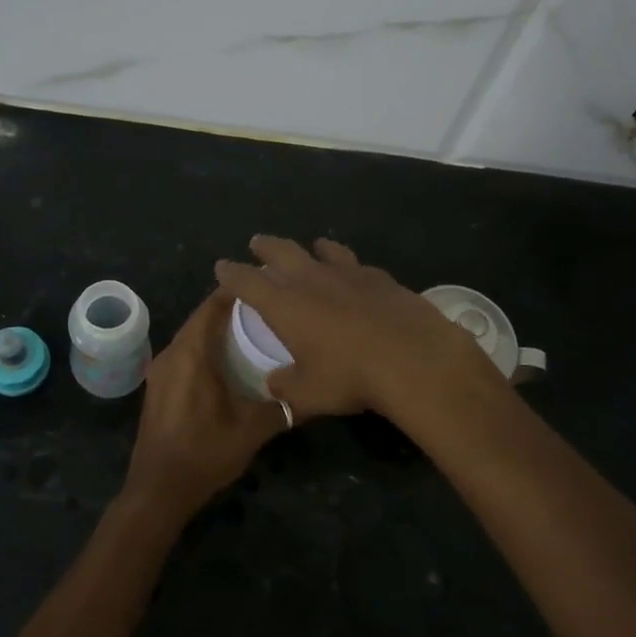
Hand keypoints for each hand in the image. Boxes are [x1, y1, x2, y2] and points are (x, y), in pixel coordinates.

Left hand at [122, 290, 285, 521]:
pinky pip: (184, 354)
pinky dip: (205, 349)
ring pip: (192, 336)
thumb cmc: (205, 452)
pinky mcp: (158, 387)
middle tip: (266, 309)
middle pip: (201, 317)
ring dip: (217, 330)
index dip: (238, 291)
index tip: (267, 285)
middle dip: (231, 310)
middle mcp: (171, 353)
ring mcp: (160, 371)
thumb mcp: (252, 429)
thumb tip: (311, 393)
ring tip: (252, 331)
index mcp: (192, 353)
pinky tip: (228, 362)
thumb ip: (283, 407)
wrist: (158, 491)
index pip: (213, 304)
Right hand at [213, 236, 505, 423]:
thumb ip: (286, 387)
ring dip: (311, 248)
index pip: (247, 281)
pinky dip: (347, 264)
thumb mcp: (309, 393)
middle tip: (257, 243)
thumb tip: (274, 385)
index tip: (222, 266)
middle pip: (282, 252)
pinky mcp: (380, 277)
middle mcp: (312, 280)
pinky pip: (356, 264)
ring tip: (310, 246)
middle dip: (266, 247)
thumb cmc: (350, 376)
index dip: (231, 273)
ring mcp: (348, 274)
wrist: (413, 358)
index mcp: (285, 305)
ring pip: (323, 251)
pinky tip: (354, 272)